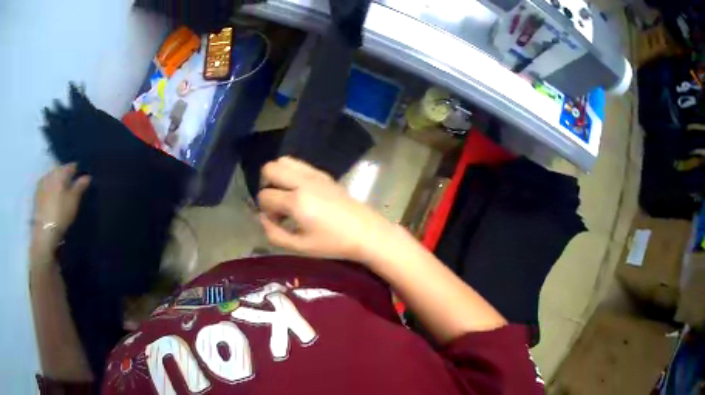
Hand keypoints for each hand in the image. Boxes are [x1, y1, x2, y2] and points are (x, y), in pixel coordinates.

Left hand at [32, 163, 90, 247]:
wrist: (44, 231)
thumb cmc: (61, 213)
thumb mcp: (73, 201)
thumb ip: (80, 187)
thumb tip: (87, 176)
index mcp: (60, 172)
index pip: (71, 166)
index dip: (77, 171)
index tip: (81, 177)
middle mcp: (50, 173)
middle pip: (60, 171)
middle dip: (64, 176)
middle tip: (70, 185)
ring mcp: (42, 183)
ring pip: (52, 178)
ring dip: (56, 183)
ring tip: (61, 192)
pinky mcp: (36, 194)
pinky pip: (45, 187)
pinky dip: (50, 190)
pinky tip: (52, 198)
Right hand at [257, 157, 394, 261]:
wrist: (366, 232)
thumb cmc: (333, 243)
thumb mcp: (300, 247)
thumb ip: (274, 234)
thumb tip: (262, 218)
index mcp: (296, 200)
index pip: (265, 196)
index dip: (265, 211)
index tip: (278, 223)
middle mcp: (303, 181)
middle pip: (269, 168)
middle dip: (266, 185)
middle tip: (277, 204)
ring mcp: (314, 174)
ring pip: (284, 161)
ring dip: (278, 176)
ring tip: (286, 196)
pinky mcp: (324, 174)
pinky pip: (299, 164)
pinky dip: (292, 173)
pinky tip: (300, 193)